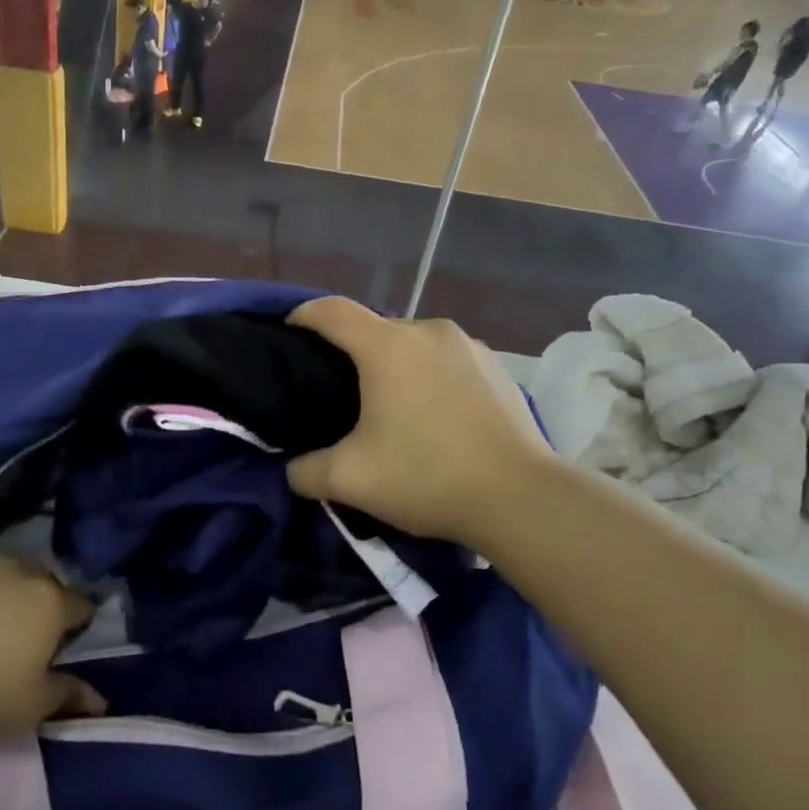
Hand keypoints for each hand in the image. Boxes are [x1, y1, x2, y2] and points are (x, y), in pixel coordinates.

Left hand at [0, 554, 103, 737]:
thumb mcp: (26, 707)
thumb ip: (66, 697)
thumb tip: (101, 700)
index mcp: (50, 603)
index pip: (83, 607)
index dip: (77, 630)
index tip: (61, 654)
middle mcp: (19, 571)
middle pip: (43, 584)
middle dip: (40, 606)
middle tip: (21, 644)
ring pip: (1, 573)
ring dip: (0, 594)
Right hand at [285, 298, 553, 549]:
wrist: (522, 498)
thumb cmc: (427, 477)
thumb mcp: (349, 480)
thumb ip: (304, 471)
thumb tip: (291, 469)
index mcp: (388, 346)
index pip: (331, 311)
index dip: (301, 316)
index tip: (287, 334)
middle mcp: (429, 331)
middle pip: (373, 328)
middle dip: (349, 350)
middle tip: (335, 390)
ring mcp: (469, 346)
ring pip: (413, 344)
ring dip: (393, 364)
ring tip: (387, 404)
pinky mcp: (497, 367)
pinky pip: (446, 360)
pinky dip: (428, 375)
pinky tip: (432, 414)